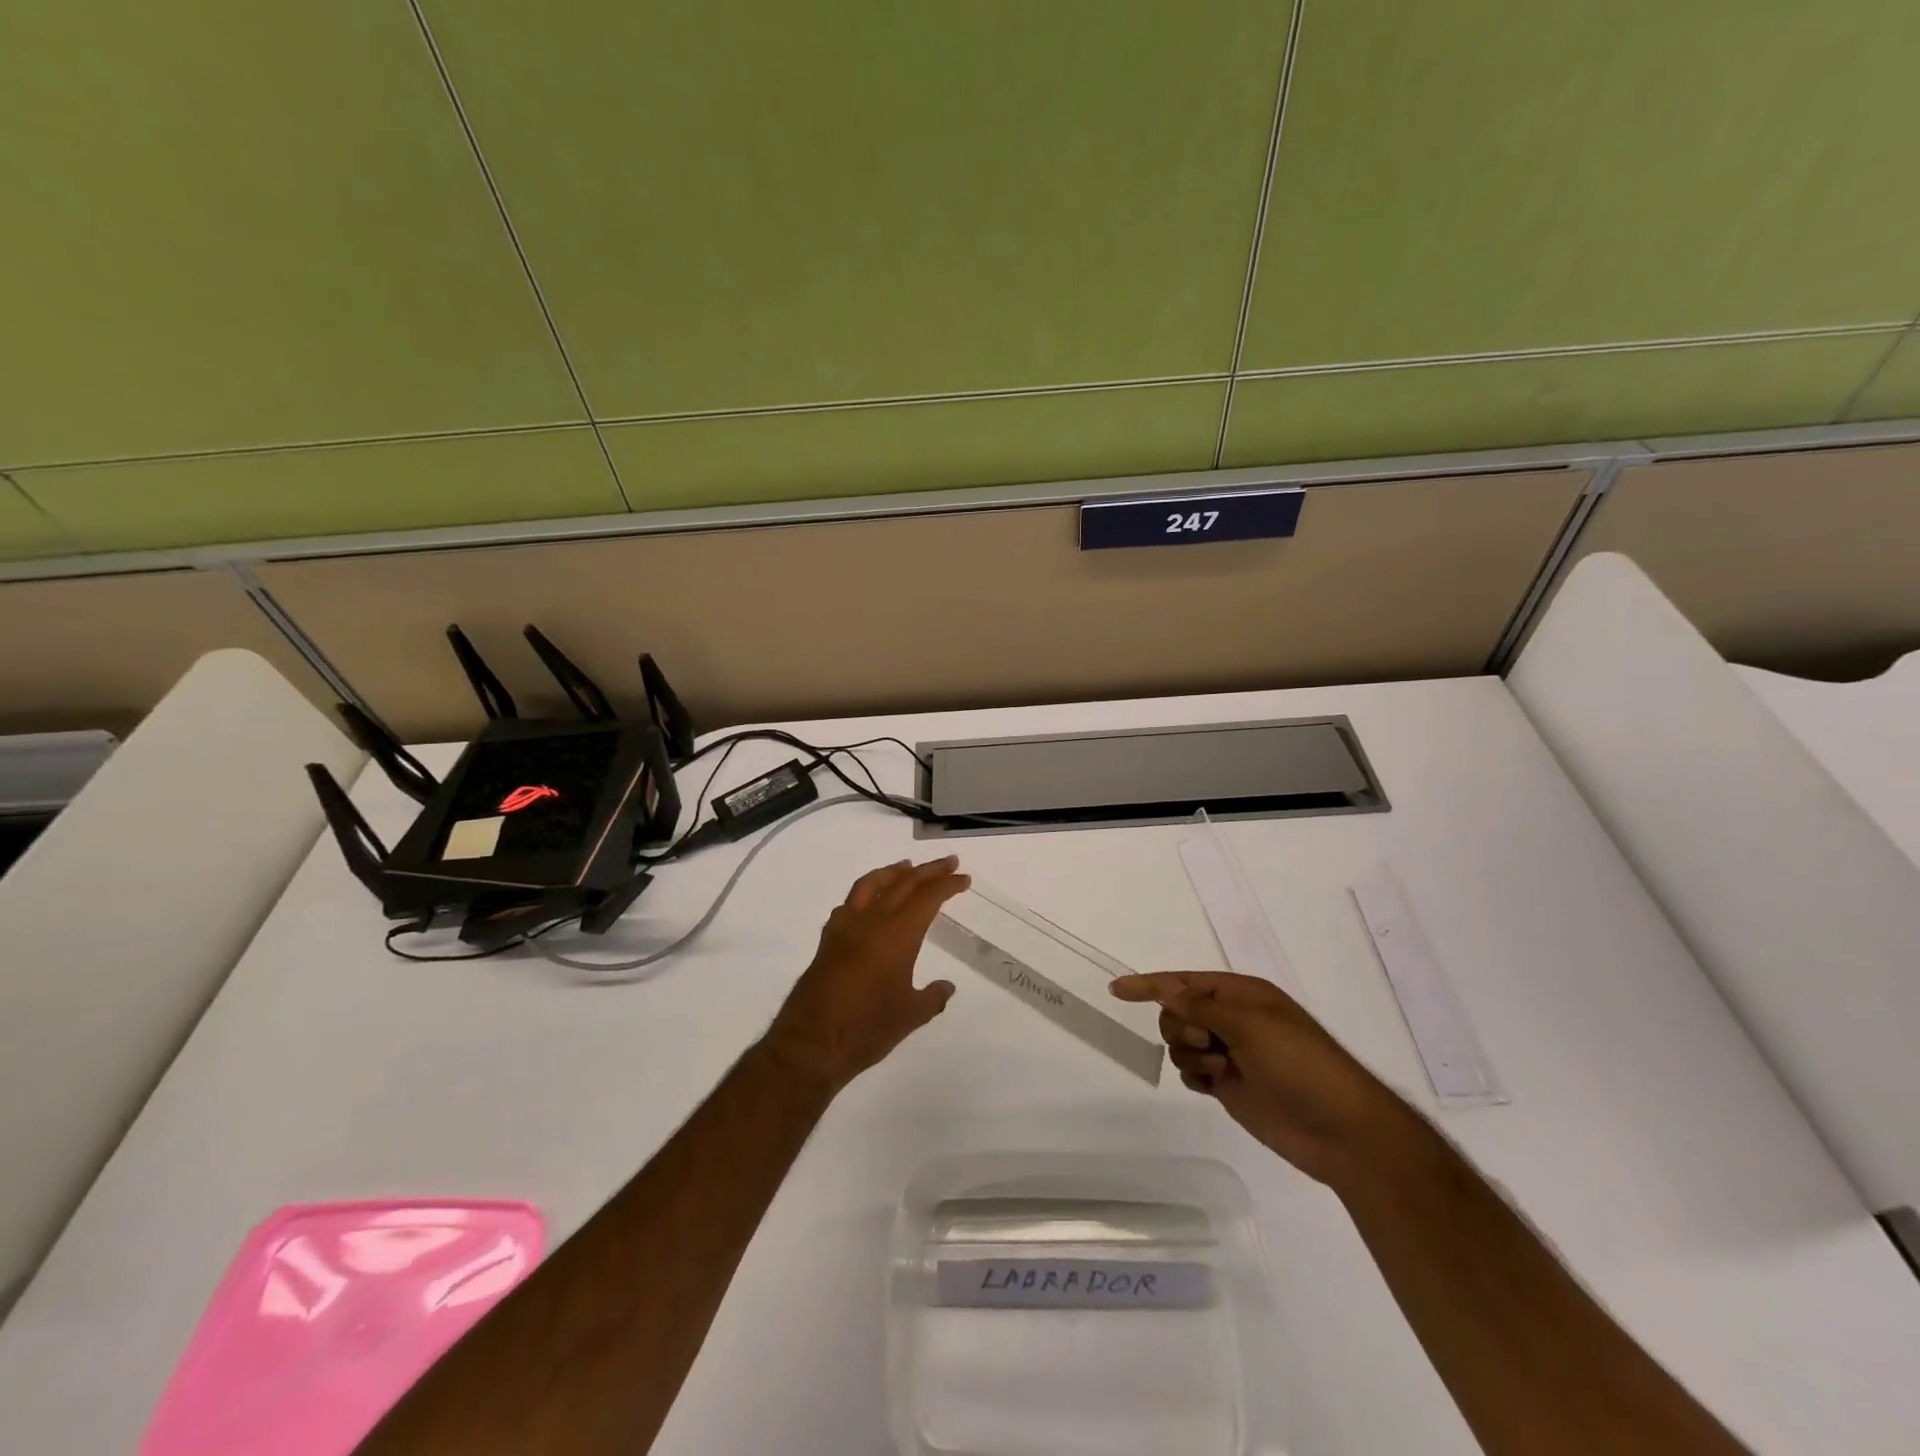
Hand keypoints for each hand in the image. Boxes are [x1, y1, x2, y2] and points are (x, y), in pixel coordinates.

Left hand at [764, 857, 968, 1091]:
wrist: (811, 1044)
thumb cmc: (867, 1029)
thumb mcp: (910, 1016)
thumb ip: (932, 997)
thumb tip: (947, 986)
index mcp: (897, 934)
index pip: (927, 897)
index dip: (947, 885)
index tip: (964, 878)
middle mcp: (871, 921)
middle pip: (903, 883)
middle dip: (928, 870)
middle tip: (949, 862)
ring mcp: (845, 927)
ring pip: (871, 884)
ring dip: (893, 872)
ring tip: (907, 866)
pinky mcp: (827, 940)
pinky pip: (849, 903)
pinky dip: (865, 893)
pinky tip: (869, 901)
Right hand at [1110, 971, 1419, 1189]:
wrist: (1342, 1131)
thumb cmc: (1301, 1065)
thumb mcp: (1251, 1026)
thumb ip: (1202, 1007)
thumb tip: (1166, 989)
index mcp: (1242, 994)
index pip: (1184, 983)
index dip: (1149, 984)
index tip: (1116, 989)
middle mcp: (1232, 1019)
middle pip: (1177, 1012)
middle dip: (1182, 1026)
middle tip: (1209, 1043)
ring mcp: (1229, 1053)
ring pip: (1180, 1043)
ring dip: (1191, 1055)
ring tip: (1222, 1071)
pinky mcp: (1227, 1084)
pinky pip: (1190, 1071)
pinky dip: (1195, 1076)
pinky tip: (1216, 1086)